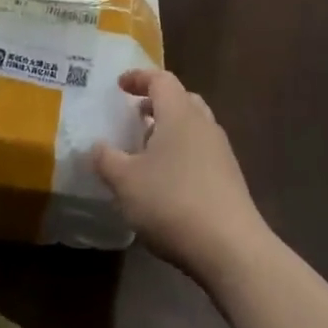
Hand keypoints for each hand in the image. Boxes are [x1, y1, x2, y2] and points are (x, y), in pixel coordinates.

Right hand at [92, 69, 268, 283]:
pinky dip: (182, 153)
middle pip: (182, 99)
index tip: (119, 86)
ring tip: (146, 151)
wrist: (231, 249)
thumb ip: (106, 160)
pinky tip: (167, 181)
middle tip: (135, 116)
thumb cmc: (172, 202)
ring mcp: (221, 152)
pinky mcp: (230, 179)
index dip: (139, 78)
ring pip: (194, 126)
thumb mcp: (125, 182)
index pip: (161, 80)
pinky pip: (202, 151)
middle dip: (157, 103)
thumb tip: (96, 146)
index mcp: (179, 114)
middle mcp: (204, 125)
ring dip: (170, 130)